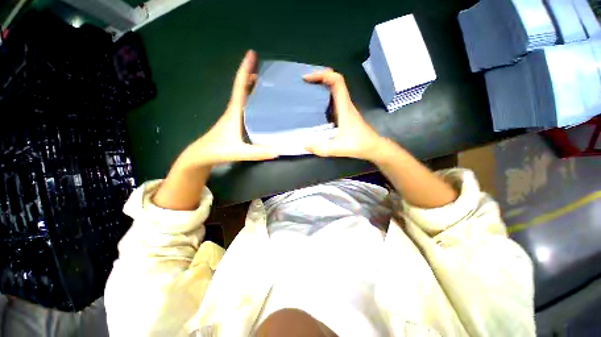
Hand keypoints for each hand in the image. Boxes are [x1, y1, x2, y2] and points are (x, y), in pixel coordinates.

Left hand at [153, 51, 279, 209]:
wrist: (201, 157)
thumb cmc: (217, 151)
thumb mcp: (238, 152)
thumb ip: (257, 152)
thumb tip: (279, 151)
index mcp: (233, 112)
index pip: (239, 86)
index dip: (245, 69)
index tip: (252, 54)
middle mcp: (233, 110)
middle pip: (241, 88)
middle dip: (250, 75)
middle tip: (265, 69)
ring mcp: (233, 117)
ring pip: (242, 97)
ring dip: (251, 87)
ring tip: (265, 83)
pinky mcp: (234, 123)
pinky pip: (244, 106)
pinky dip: (250, 100)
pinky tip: (258, 105)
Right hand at [303, 70, 385, 161]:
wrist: (373, 147)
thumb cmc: (358, 145)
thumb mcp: (337, 149)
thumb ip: (320, 148)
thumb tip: (303, 144)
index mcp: (344, 107)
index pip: (336, 81)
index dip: (322, 75)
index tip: (307, 78)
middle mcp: (345, 104)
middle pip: (335, 81)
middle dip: (320, 77)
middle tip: (305, 82)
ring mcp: (346, 108)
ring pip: (335, 89)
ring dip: (322, 85)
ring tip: (307, 90)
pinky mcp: (345, 114)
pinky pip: (334, 99)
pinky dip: (324, 96)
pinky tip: (315, 105)